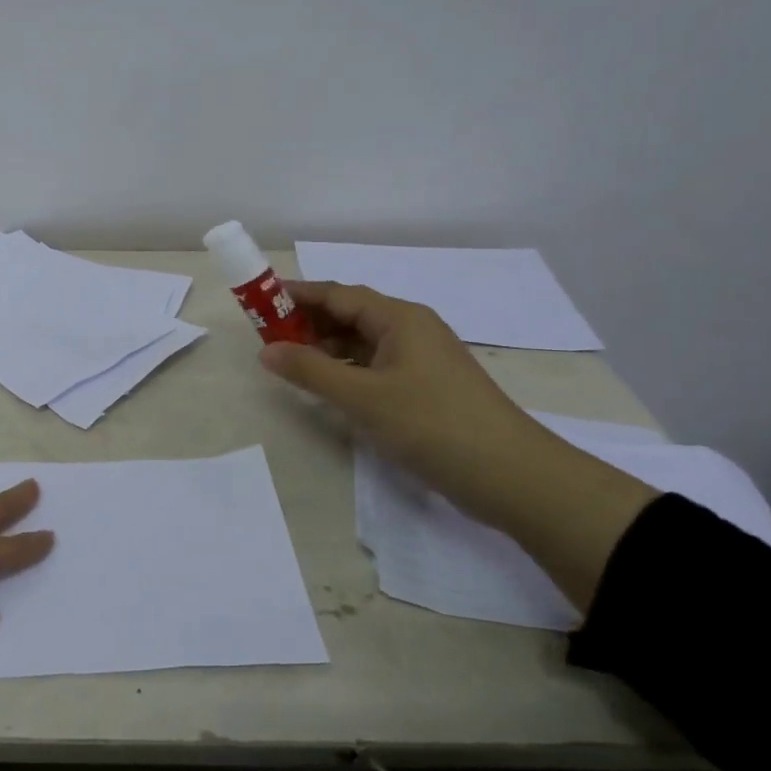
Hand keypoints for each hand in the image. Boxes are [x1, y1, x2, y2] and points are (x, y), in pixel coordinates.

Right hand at [259, 280, 561, 511]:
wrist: (512, 476)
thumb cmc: (433, 424)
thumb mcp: (363, 397)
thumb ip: (310, 371)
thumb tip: (266, 350)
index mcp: (399, 318)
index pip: (337, 294)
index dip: (296, 295)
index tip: (259, 301)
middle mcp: (411, 329)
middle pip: (350, 314)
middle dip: (308, 322)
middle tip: (267, 337)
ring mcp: (422, 359)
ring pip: (363, 342)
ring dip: (326, 348)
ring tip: (290, 363)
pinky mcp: (427, 387)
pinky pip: (376, 365)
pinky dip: (347, 370)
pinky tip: (328, 387)